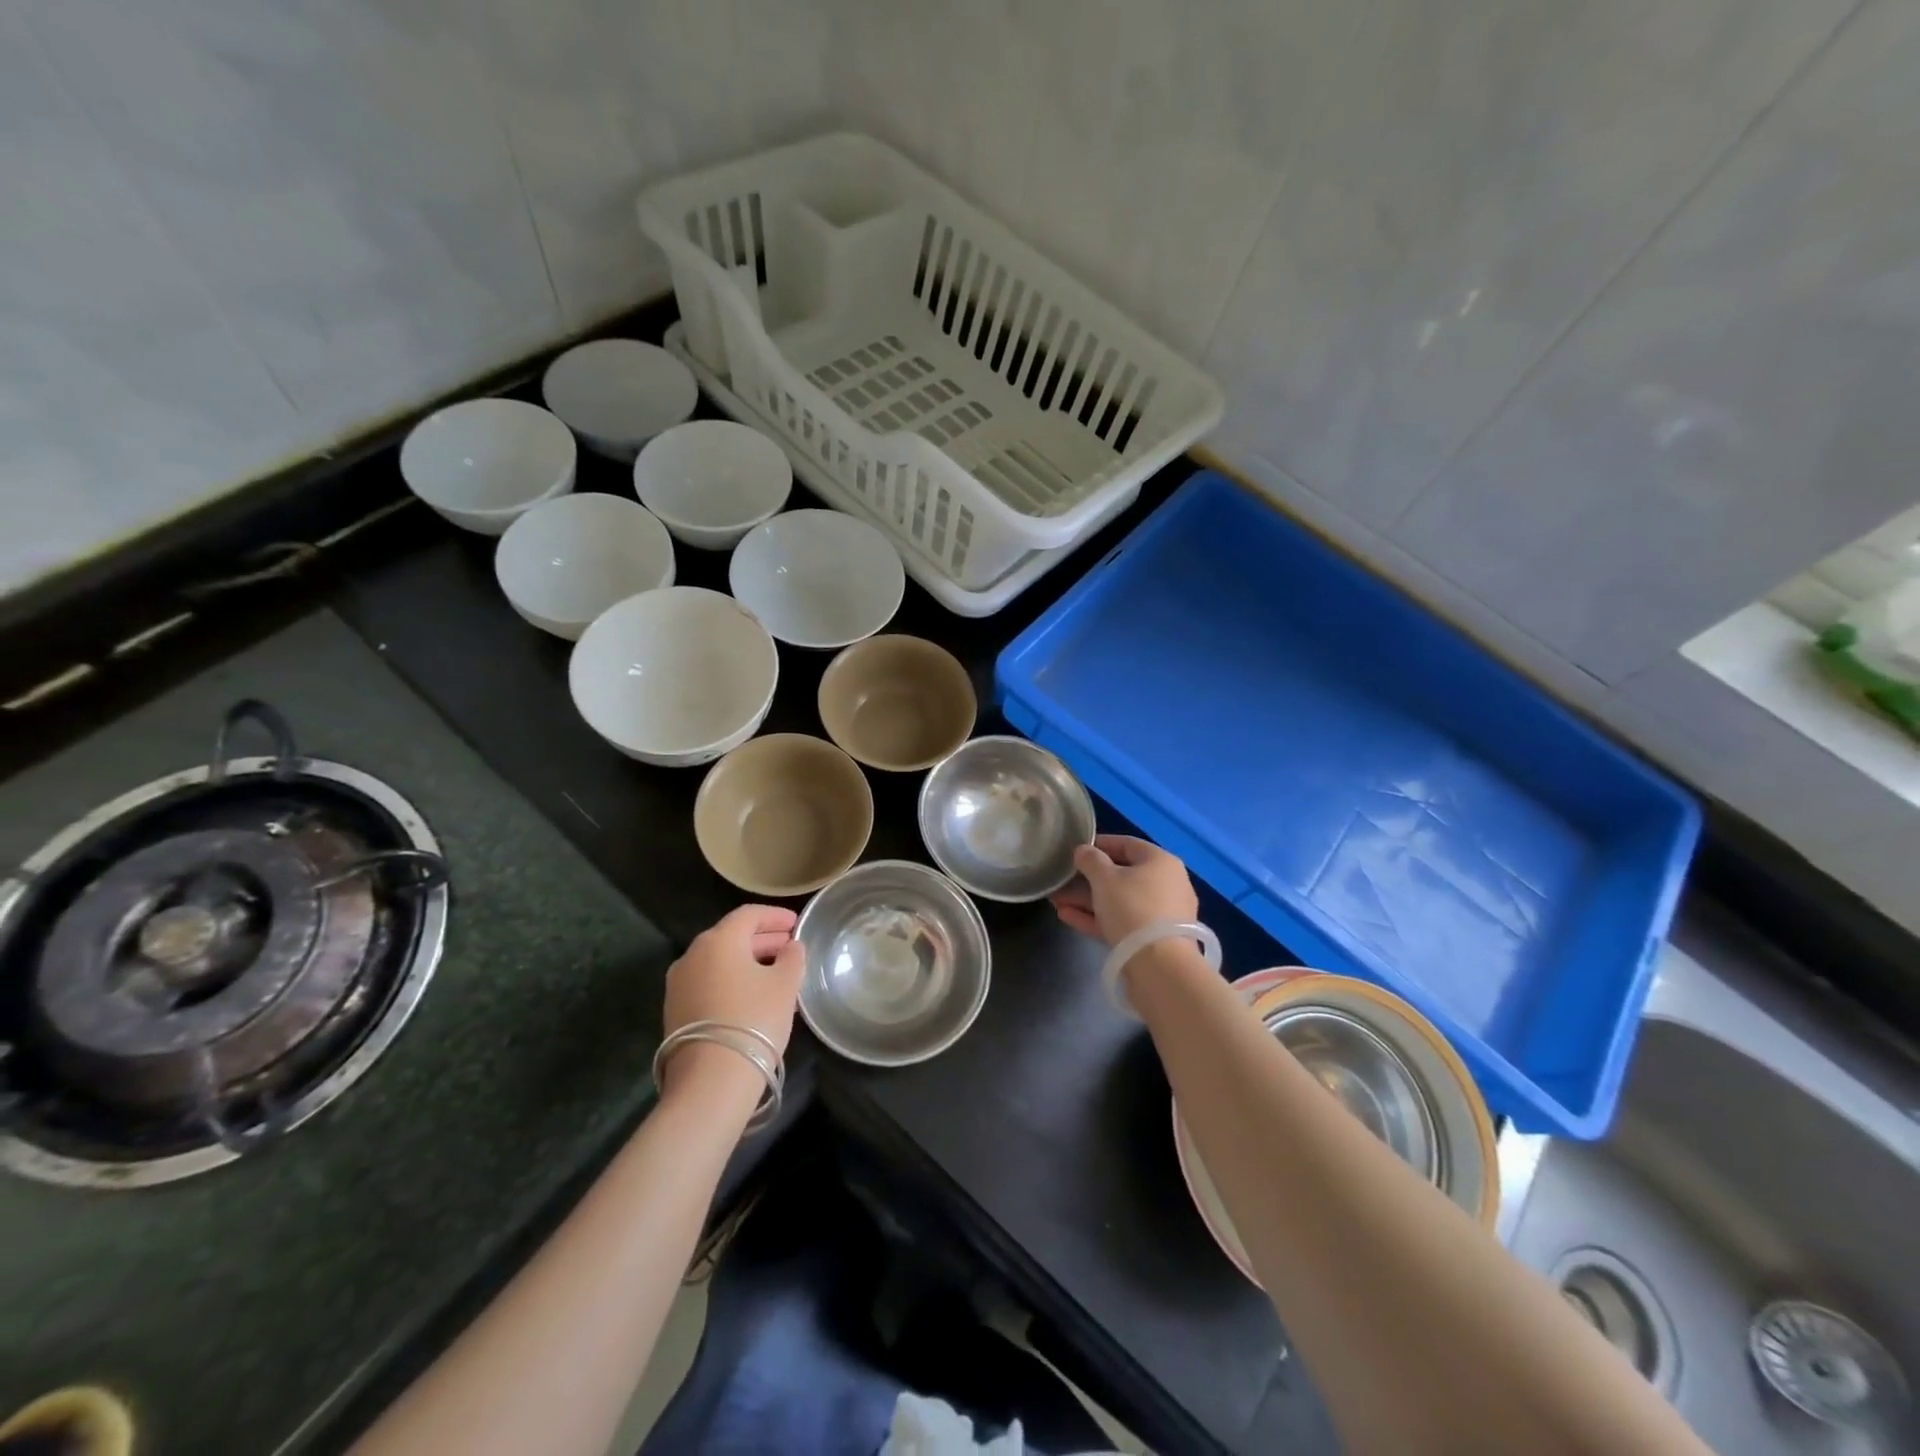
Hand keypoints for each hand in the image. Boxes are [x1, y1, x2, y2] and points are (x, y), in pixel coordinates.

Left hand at [661, 905, 805, 1096]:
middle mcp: (692, 955)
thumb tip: (791, 947)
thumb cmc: (754, 1019)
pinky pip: (709, 984)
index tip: (796, 923)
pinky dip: (733, 982)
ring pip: (720, 963)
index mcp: (718, 940)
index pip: (749, 915)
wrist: (710, 1080)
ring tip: (777, 975)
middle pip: (732, 937)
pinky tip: (754, 998)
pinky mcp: (675, 1012)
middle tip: (790, 947)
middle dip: (763, 940)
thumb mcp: (785, 985)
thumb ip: (792, 958)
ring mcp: (679, 985)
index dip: (775, 916)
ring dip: (748, 963)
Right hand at [1049, 834, 1198, 947]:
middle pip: (1122, 875)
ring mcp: (1162, 914)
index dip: (1099, 844)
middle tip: (1061, 881)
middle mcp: (1167, 884)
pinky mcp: (1154, 940)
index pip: (1127, 844)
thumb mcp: (1104, 878)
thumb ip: (1090, 860)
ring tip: (1056, 901)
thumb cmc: (1132, 907)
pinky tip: (1067, 916)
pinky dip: (1097, 918)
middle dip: (1087, 879)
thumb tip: (1083, 851)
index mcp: (1161, 862)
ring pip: (1119, 901)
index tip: (1075, 850)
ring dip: (1087, 900)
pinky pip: (1122, 921)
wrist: (1159, 965)